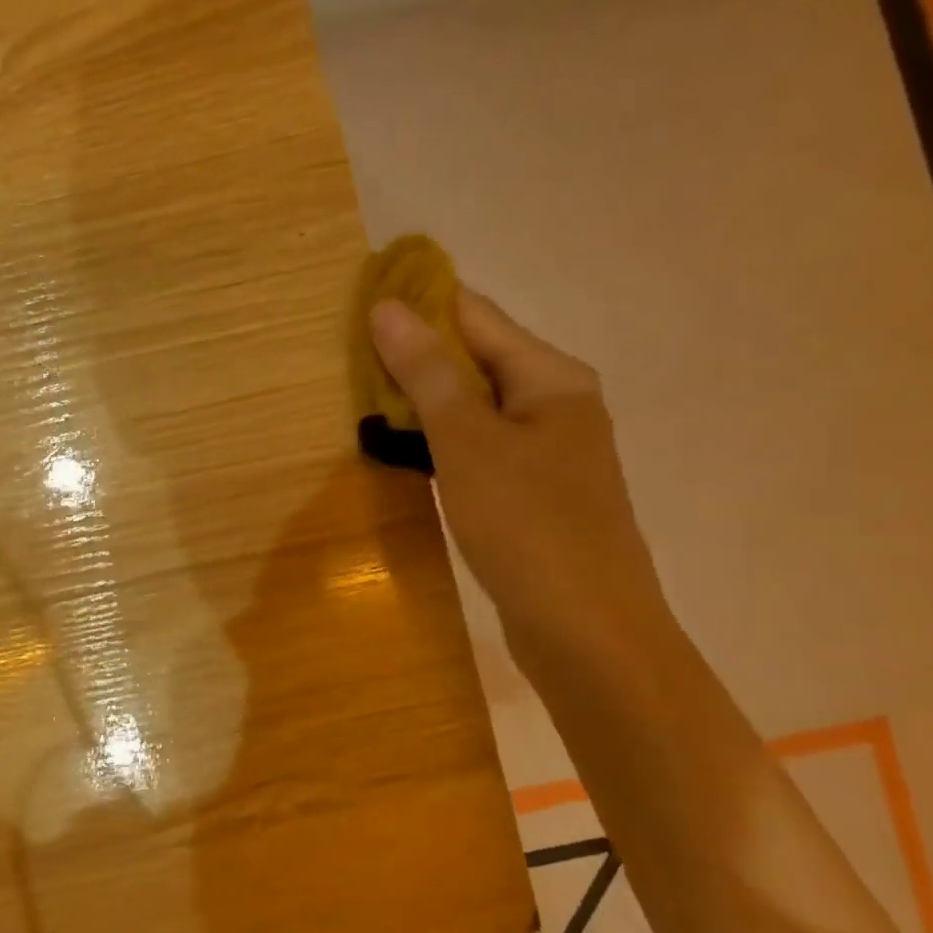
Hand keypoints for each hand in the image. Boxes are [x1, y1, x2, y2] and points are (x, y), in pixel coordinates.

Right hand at [370, 286, 671, 669]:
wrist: (586, 632)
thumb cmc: (528, 526)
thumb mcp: (468, 442)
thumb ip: (428, 373)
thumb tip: (388, 307)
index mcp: (550, 377)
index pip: (475, 316)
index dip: (419, 303)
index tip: (358, 301)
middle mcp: (555, 405)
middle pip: (476, 360)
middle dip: (415, 356)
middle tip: (346, 356)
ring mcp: (547, 453)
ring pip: (473, 409)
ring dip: (423, 402)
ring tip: (361, 397)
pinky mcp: (532, 496)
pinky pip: (478, 450)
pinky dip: (440, 443)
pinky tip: (404, 451)